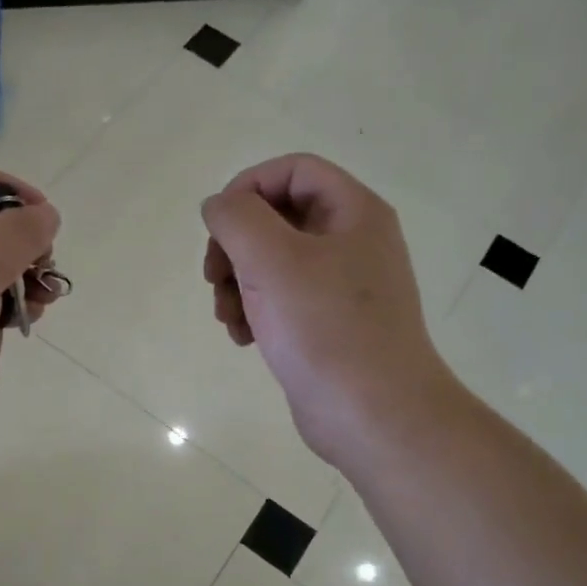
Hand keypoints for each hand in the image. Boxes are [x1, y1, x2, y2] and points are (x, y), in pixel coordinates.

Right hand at [201, 154, 459, 468]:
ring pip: (272, 263)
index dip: (248, 187)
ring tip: (227, 317)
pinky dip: (254, 311)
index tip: (217, 226)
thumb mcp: (272, 260)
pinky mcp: (327, 325)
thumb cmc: (325, 329)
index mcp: (352, 212)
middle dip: (234, 246)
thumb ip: (236, 218)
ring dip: (237, 283)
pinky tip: (244, 338)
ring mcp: (340, 287)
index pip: (293, 170)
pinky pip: (280, 300)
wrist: (372, 414)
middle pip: (277, 218)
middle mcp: (351, 242)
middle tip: (214, 278)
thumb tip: (218, 207)